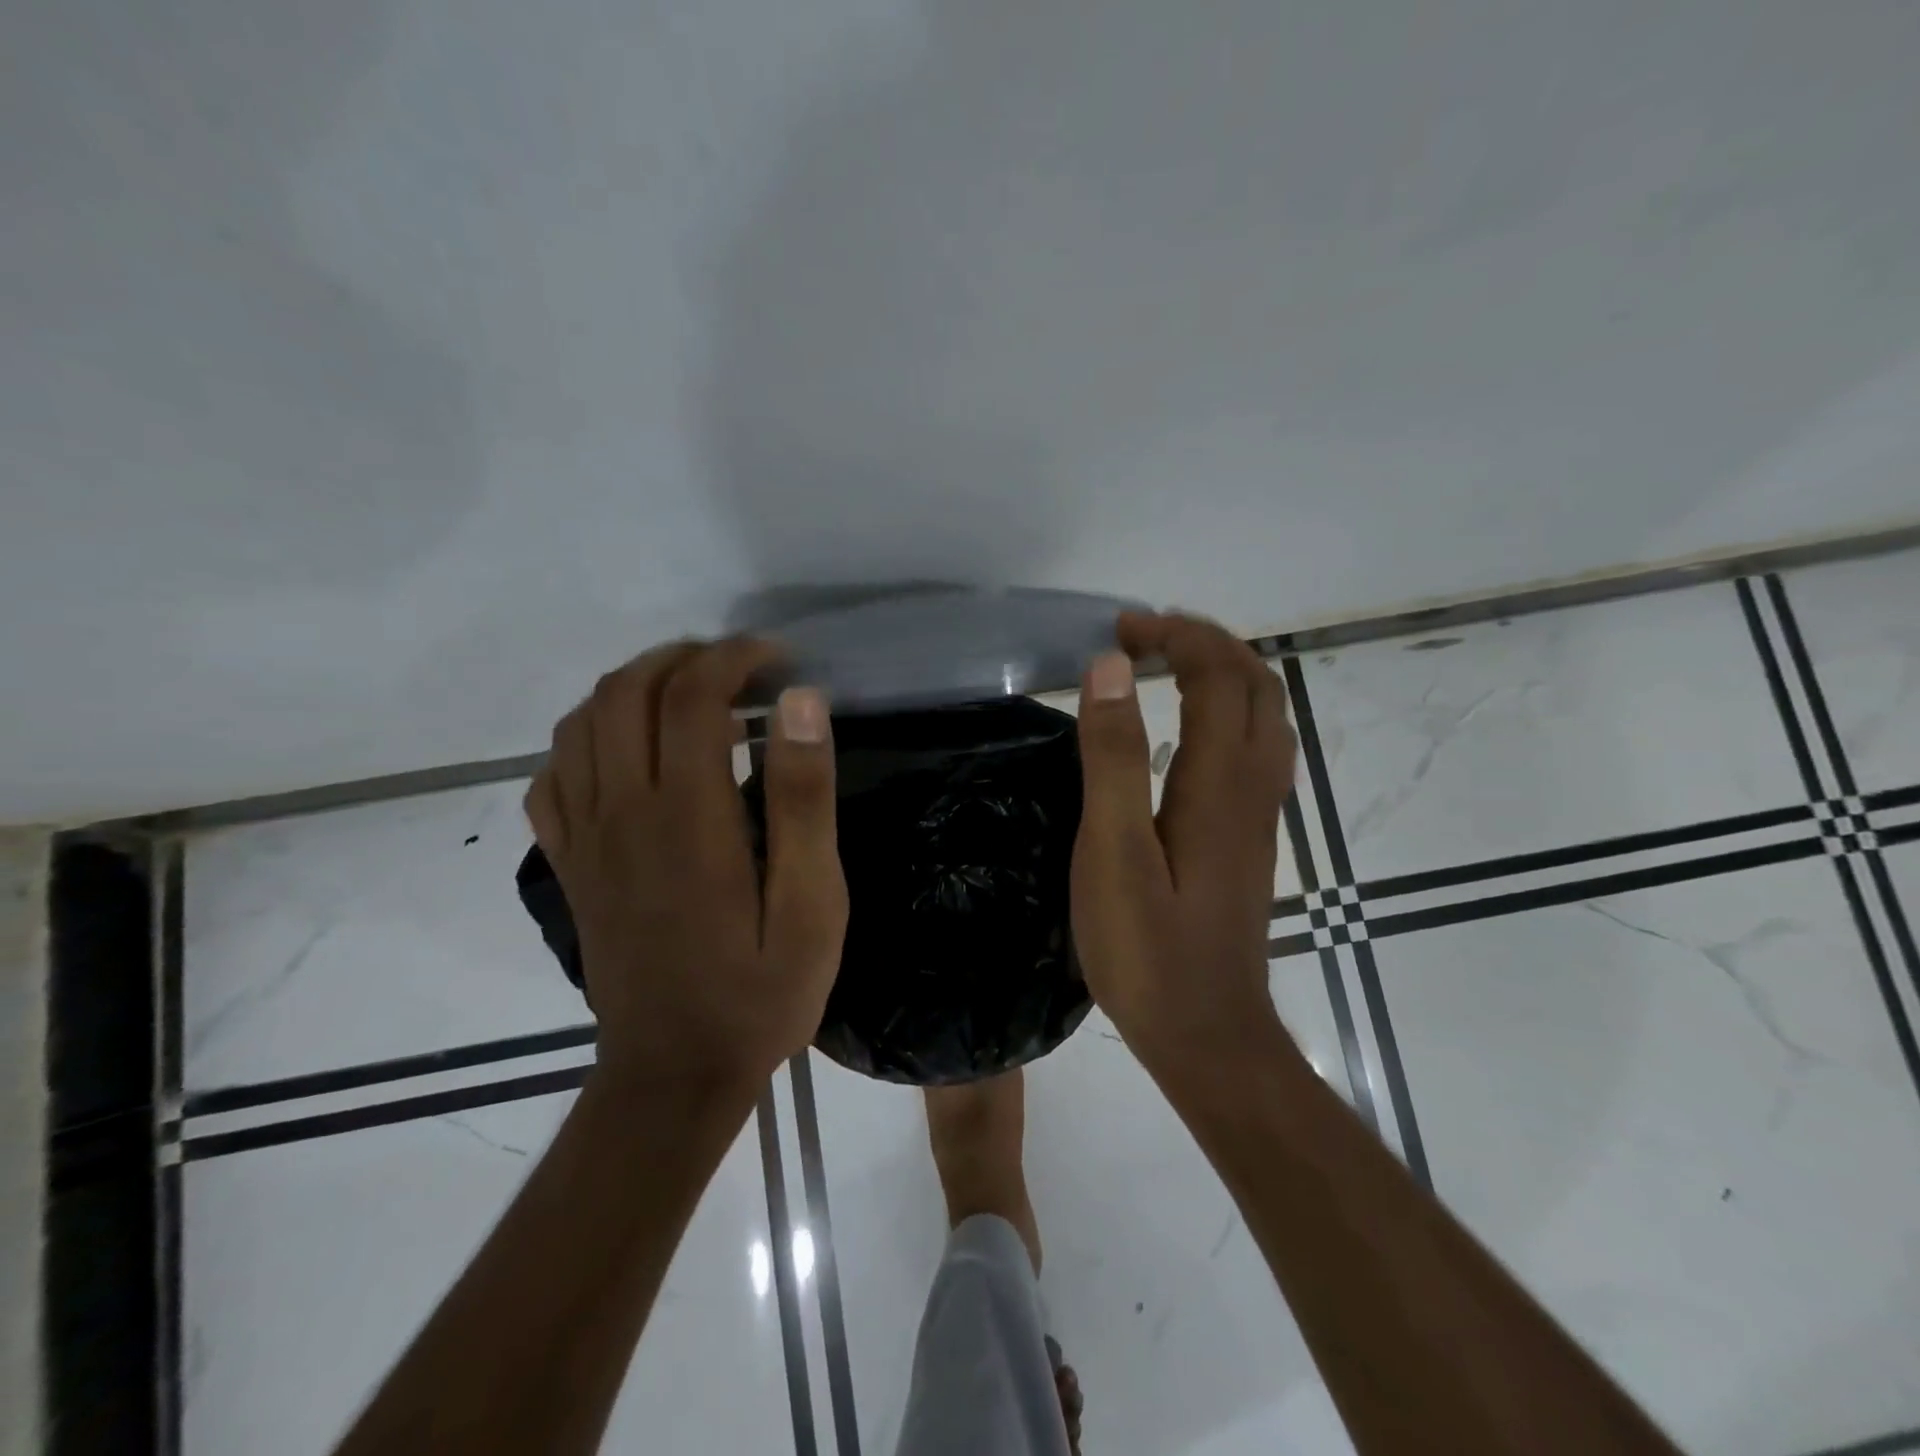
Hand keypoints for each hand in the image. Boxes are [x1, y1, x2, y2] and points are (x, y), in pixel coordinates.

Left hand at [524, 640, 848, 1097]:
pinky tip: (629, 755)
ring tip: (689, 699)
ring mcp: (585, 839)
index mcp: (687, 817)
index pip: (691, 696)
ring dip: (633, 689)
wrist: (675, 1074)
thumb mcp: (813, 902)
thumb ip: (803, 800)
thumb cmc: (760, 990)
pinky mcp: (570, 866)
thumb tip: (802, 703)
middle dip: (682, 659)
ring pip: (581, 724)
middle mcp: (623, 813)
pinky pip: (553, 776)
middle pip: (625, 693)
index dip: (734, 658)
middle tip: (739, 671)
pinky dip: (587, 741)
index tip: (779, 660)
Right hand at [1070, 613, 1297, 1080]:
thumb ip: (1113, 758)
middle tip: (1143, 636)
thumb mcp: (1114, 852)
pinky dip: (1227, 711)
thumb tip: (1111, 669)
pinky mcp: (1250, 839)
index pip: (1218, 676)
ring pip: (1265, 715)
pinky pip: (1256, 747)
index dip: (1174, 637)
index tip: (1119, 630)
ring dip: (1223, 672)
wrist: (1207, 1036)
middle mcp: (1254, 787)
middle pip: (1257, 685)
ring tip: (1166, 666)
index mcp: (1219, 782)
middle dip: (1205, 642)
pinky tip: (1188, 731)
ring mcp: (1259, 815)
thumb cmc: (1148, 951)